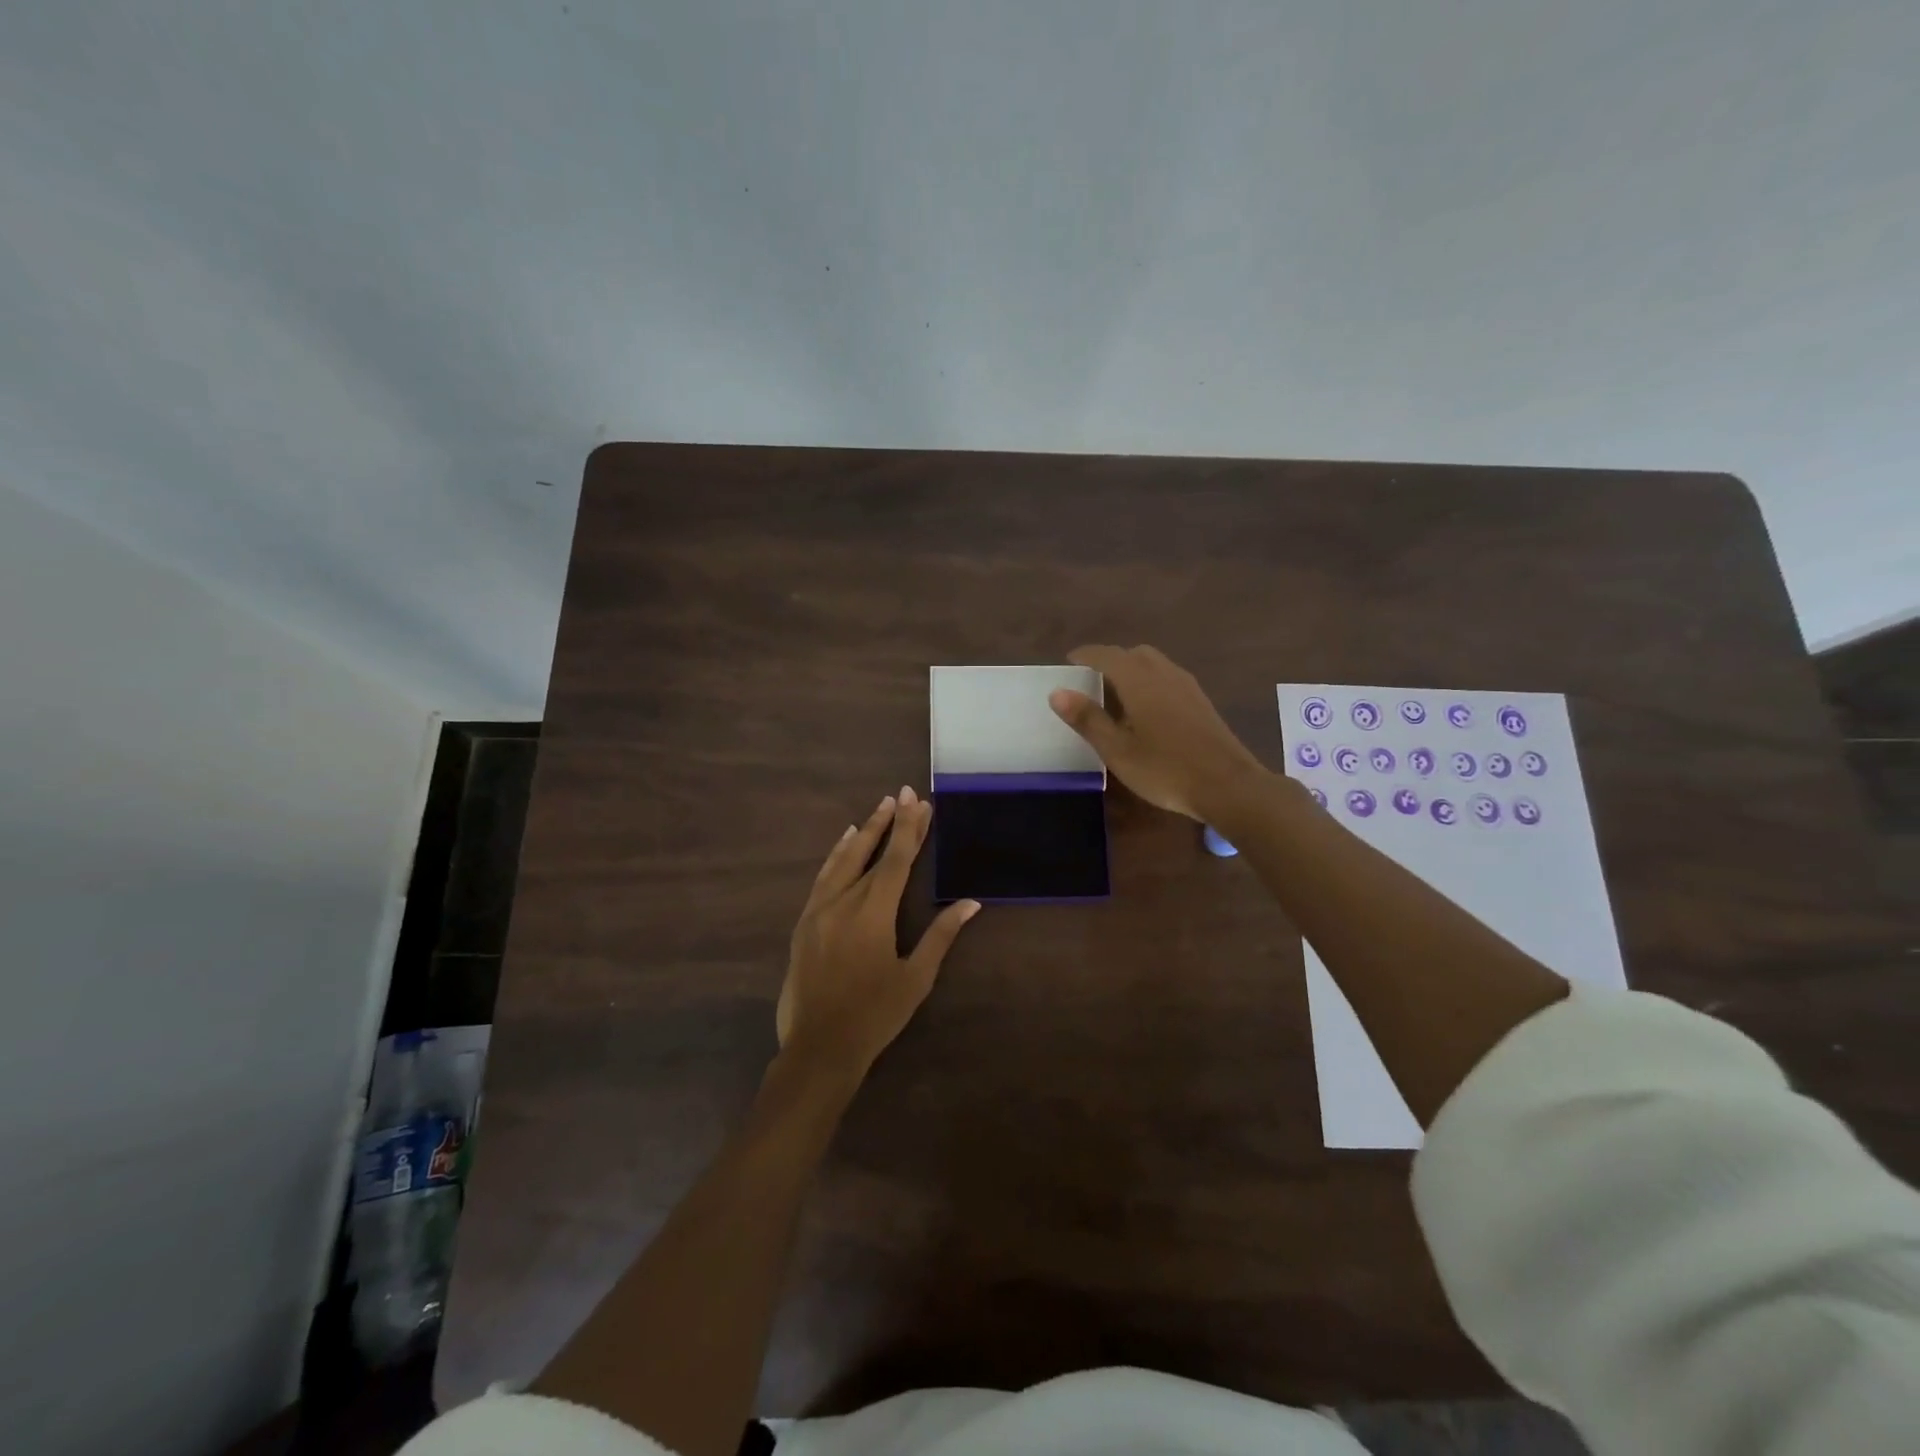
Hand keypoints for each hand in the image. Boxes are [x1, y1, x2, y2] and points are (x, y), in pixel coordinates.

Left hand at [776, 787, 979, 1079]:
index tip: (919, 801)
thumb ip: (941, 936)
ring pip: (843, 860)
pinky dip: (836, 856)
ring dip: (863, 834)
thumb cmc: (875, 1015)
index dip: (910, 829)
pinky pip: (823, 878)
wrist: (819, 1047)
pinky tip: (844, 845)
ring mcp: (819, 910)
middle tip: (902, 794)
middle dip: (890, 823)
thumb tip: (970, 904)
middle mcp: (844, 901)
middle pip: (872, 853)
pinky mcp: (805, 923)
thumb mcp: (915, 978)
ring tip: (878, 811)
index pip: (897, 860)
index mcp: (874, 912)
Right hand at [1049, 644, 1265, 820]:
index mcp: (1139, 680)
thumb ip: (1088, 719)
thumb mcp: (1117, 750)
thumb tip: (1057, 692)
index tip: (1068, 662)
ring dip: (1131, 670)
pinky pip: (1167, 678)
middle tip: (1091, 682)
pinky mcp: (1201, 701)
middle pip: (1132, 654)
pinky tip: (1145, 711)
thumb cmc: (1166, 769)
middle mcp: (1164, 673)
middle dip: (1109, 661)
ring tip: (1115, 697)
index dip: (1085, 655)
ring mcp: (1187, 686)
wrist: (1228, 786)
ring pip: (1153, 664)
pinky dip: (1148, 682)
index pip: (1106, 655)